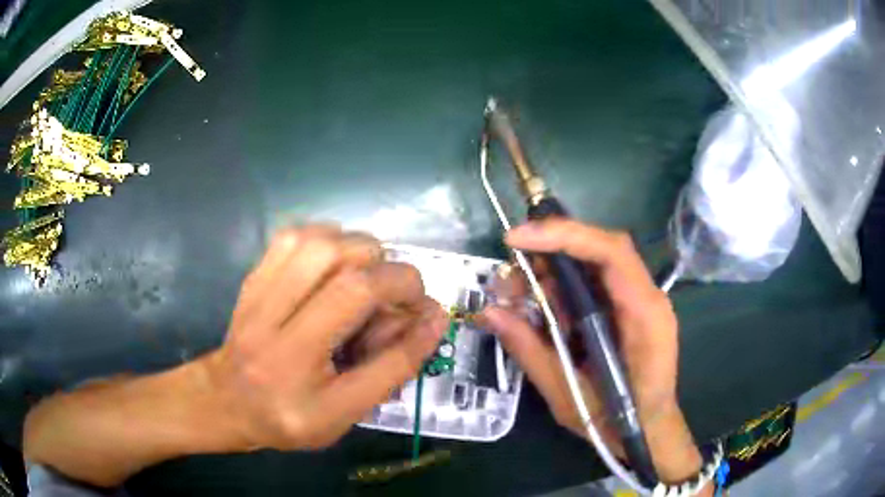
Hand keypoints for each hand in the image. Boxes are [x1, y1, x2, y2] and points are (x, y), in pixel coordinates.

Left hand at [201, 226, 447, 449]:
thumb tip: (434, 319)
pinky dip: (328, 241)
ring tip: (367, 282)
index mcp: (294, 357)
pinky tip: (336, 268)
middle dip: (383, 268)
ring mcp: (258, 287)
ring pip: (315, 238)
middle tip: (392, 300)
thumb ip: (393, 368)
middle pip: (335, 254)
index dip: (402, 288)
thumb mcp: (346, 413)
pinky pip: (294, 236)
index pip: (355, 295)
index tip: (421, 307)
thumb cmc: (288, 418)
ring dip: (357, 251)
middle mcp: (271, 313)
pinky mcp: (254, 275)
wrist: (226, 402)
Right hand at [481, 219, 703, 483]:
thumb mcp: (566, 394)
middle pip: (601, 249)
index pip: (611, 252)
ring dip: (554, 272)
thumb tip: (490, 312)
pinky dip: (565, 289)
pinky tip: (544, 309)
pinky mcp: (630, 309)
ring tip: (519, 295)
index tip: (517, 239)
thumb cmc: (616, 422)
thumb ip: (530, 350)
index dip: (564, 235)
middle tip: (511, 274)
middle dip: (551, 251)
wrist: (649, 431)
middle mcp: (648, 297)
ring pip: (595, 263)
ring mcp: (641, 301)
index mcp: (643, 316)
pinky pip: (596, 284)